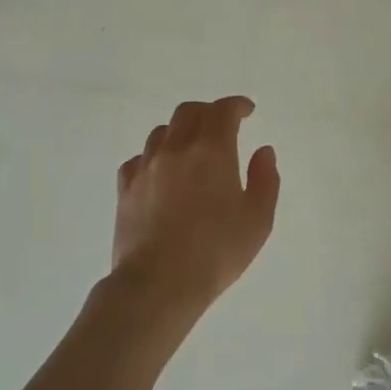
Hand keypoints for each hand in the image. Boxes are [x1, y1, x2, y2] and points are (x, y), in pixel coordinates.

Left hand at [110, 97, 280, 324]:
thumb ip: (265, 180)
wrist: (158, 284)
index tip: (247, 110)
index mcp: (211, 150)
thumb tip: (263, 151)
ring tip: (191, 147)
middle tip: (222, 125)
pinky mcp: (125, 189)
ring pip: (162, 132)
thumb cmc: (216, 252)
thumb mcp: (258, 220)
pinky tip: (160, 172)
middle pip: (189, 112)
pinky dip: (154, 156)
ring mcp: (146, 167)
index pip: (223, 111)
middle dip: (208, 112)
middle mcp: (176, 149)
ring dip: (180, 131)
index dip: (237, 105)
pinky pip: (138, 159)